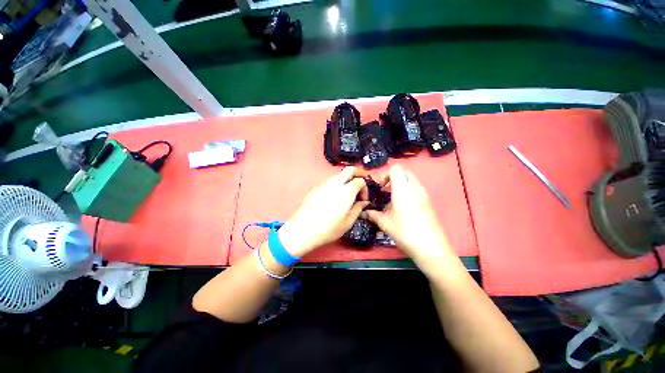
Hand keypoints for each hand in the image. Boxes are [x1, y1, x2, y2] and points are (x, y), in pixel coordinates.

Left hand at [278, 167, 369, 256]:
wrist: (302, 230)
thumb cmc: (328, 229)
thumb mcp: (347, 222)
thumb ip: (358, 209)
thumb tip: (364, 202)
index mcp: (346, 191)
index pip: (360, 181)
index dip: (365, 188)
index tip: (363, 200)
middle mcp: (335, 183)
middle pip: (349, 170)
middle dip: (358, 173)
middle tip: (361, 183)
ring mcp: (323, 184)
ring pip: (338, 175)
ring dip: (346, 180)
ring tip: (347, 194)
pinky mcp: (315, 188)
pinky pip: (329, 181)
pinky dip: (336, 185)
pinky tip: (334, 198)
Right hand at [363, 165, 451, 261]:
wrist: (431, 247)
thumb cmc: (405, 231)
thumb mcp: (385, 223)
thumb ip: (373, 215)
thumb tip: (364, 213)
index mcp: (403, 188)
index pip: (395, 168)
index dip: (385, 174)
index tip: (380, 187)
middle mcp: (415, 187)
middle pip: (404, 172)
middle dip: (393, 178)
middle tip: (385, 191)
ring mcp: (424, 194)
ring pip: (411, 180)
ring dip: (401, 185)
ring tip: (392, 200)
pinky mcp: (428, 202)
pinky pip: (416, 189)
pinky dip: (408, 192)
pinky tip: (402, 208)